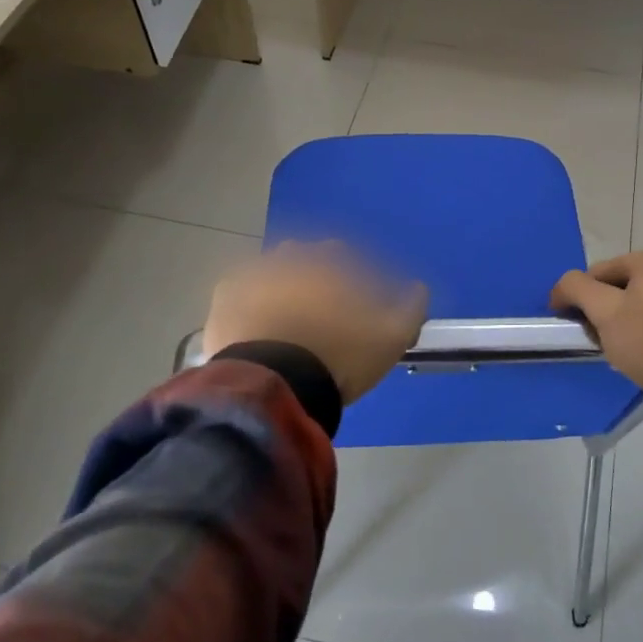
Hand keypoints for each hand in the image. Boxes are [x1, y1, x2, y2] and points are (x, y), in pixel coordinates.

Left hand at [204, 241, 427, 403]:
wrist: (274, 386)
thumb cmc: (338, 357)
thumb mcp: (391, 339)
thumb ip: (411, 308)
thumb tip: (419, 288)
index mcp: (331, 261)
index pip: (345, 255)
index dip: (351, 276)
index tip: (355, 301)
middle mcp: (291, 257)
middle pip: (306, 258)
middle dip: (314, 275)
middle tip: (320, 311)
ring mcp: (253, 275)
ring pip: (271, 270)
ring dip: (280, 284)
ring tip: (286, 319)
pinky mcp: (223, 299)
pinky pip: (239, 290)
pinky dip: (248, 301)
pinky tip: (255, 323)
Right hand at [550, 251, 642, 408]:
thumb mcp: (605, 313)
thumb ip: (576, 289)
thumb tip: (563, 286)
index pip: (596, 272)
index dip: (577, 298)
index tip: (574, 327)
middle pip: (621, 286)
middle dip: (605, 310)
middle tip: (599, 340)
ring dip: (627, 321)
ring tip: (624, 350)